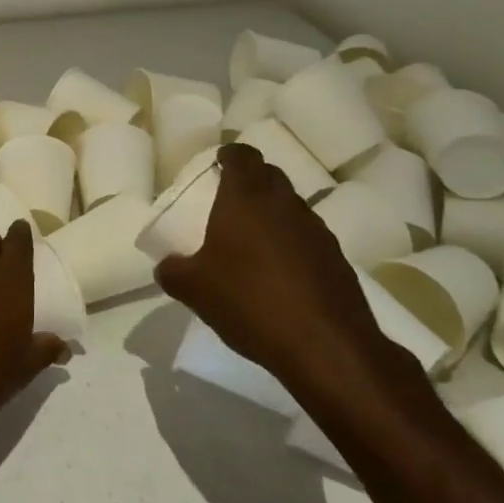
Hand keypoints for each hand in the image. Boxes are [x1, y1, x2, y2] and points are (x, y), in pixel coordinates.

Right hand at [154, 143, 407, 409]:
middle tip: (228, 202)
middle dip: (251, 182)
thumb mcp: (194, 289)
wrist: (326, 347)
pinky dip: (292, 245)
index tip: (218, 163)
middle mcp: (285, 203)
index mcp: (247, 196)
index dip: (230, 155)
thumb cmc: (250, 300)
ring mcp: (317, 230)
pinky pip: (308, 239)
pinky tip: (279, 274)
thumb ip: (173, 271)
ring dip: (273, 216)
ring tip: (252, 242)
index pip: (243, 155)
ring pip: (291, 207)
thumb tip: (166, 265)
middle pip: (269, 176)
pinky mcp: (337, 260)